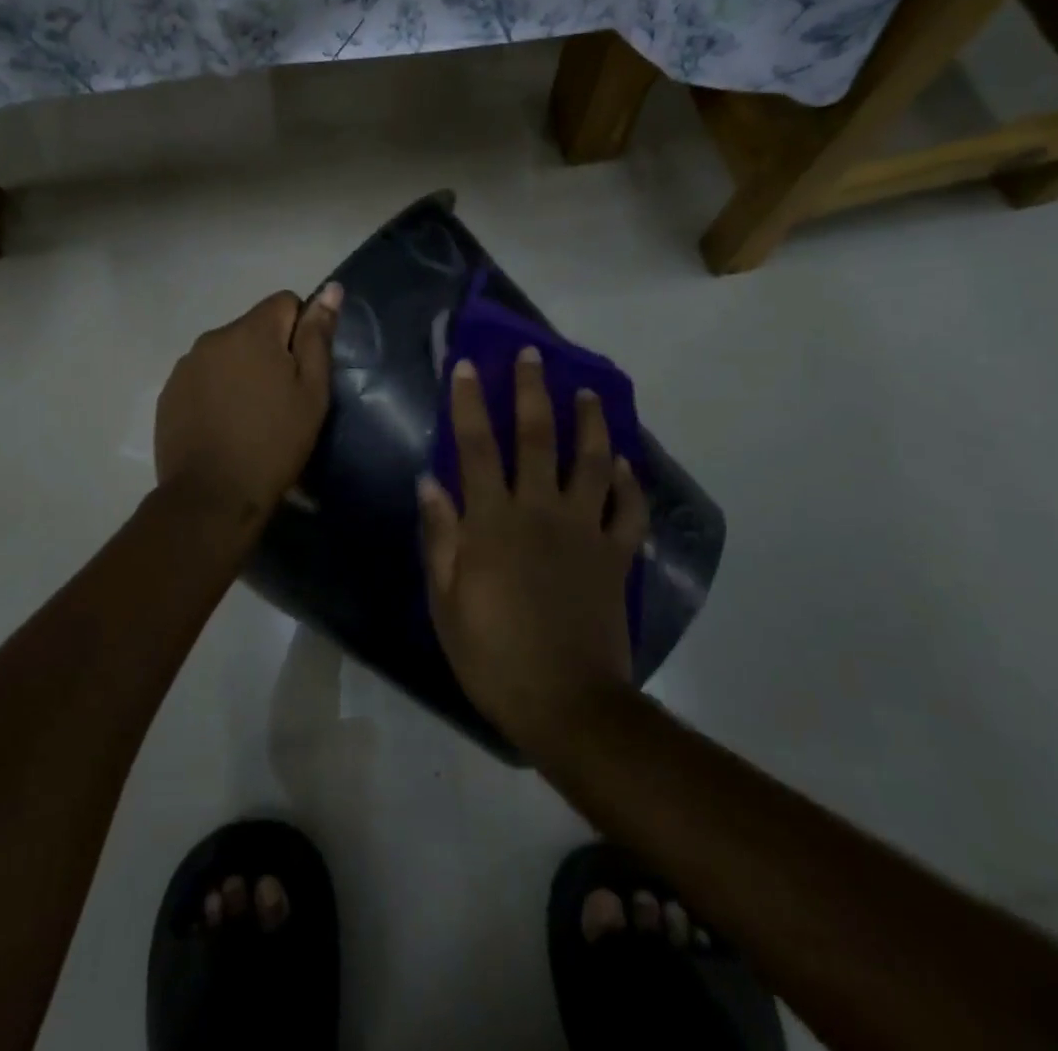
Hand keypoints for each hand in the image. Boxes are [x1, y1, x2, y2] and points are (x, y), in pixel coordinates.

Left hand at [154, 284, 342, 516]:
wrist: (212, 496)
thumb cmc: (274, 443)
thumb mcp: (311, 392)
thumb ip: (318, 337)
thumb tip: (330, 289)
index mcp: (251, 331)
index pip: (284, 302)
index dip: (301, 330)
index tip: (302, 370)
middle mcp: (212, 337)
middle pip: (253, 328)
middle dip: (270, 351)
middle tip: (281, 399)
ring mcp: (185, 365)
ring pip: (226, 353)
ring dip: (241, 370)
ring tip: (250, 416)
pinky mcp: (169, 393)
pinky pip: (202, 376)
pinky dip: (216, 390)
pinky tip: (223, 425)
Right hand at [418, 347, 648, 750]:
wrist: (566, 702)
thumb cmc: (492, 653)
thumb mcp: (445, 600)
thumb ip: (440, 536)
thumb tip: (430, 482)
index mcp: (493, 521)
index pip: (477, 446)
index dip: (470, 402)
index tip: (468, 366)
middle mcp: (541, 511)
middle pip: (538, 438)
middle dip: (533, 391)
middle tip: (534, 355)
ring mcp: (585, 531)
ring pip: (591, 462)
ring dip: (590, 423)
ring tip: (588, 393)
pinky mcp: (616, 556)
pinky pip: (628, 510)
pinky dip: (628, 484)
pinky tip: (622, 464)